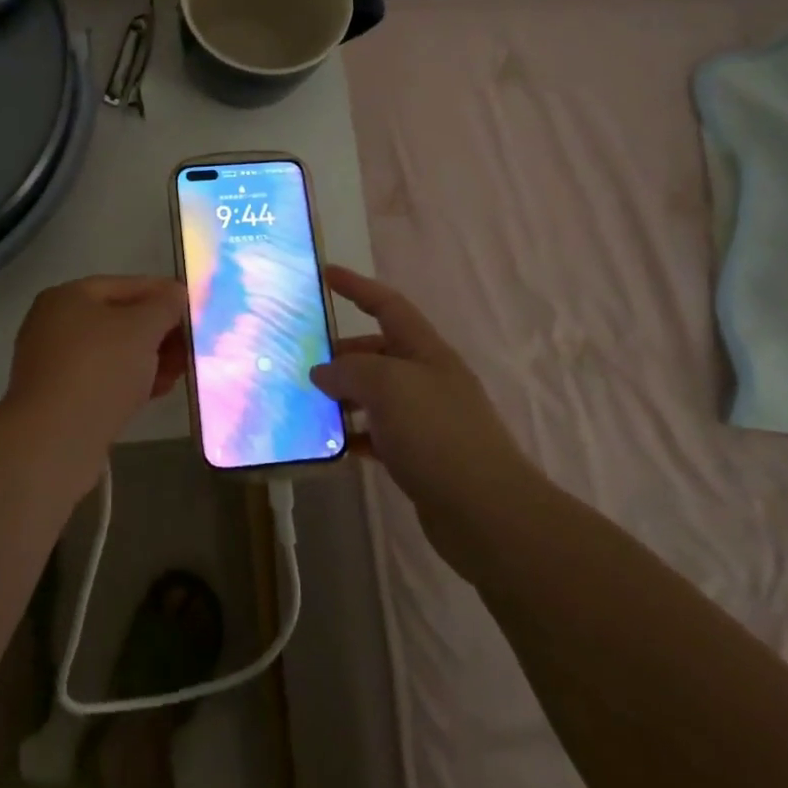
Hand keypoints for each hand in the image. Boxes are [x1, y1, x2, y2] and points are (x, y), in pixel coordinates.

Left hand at [5, 276, 188, 450]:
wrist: (55, 440)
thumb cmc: (100, 369)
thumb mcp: (142, 328)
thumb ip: (164, 306)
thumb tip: (175, 293)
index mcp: (68, 296)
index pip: (125, 285)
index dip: (163, 293)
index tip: (194, 308)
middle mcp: (55, 324)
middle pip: (119, 319)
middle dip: (159, 331)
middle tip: (191, 344)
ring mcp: (55, 363)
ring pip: (113, 352)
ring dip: (149, 358)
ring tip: (181, 371)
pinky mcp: (60, 398)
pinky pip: (103, 380)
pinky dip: (131, 381)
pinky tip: (158, 390)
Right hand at [311, 266, 526, 541]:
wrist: (487, 513)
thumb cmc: (438, 434)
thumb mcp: (388, 386)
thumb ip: (350, 370)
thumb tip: (323, 372)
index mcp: (425, 351)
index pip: (387, 305)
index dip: (356, 287)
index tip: (325, 274)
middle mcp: (426, 378)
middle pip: (377, 351)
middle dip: (341, 351)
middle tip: (300, 359)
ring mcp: (424, 419)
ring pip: (374, 394)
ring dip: (342, 394)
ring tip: (305, 401)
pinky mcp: (419, 456)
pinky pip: (376, 433)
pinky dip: (353, 433)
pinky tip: (329, 442)